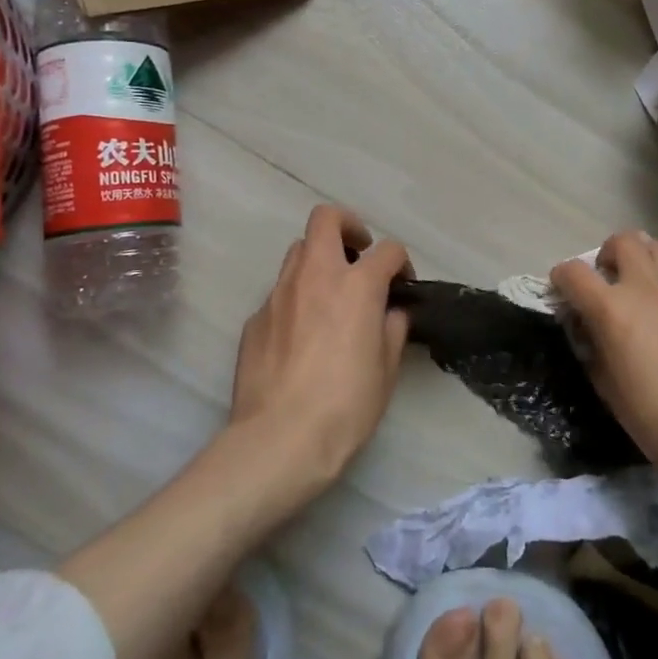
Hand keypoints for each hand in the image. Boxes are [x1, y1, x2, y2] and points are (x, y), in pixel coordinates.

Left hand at [228, 205, 411, 495]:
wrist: (280, 439)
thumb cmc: (345, 405)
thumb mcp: (386, 370)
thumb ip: (392, 330)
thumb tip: (389, 313)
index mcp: (356, 285)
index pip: (387, 249)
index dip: (401, 262)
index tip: (402, 284)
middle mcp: (315, 276)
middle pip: (326, 219)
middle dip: (348, 227)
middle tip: (359, 256)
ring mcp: (279, 293)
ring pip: (298, 251)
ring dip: (319, 261)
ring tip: (329, 296)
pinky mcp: (255, 317)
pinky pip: (280, 292)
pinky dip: (296, 299)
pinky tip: (301, 336)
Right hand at [551, 232, 657, 488]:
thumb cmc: (653, 417)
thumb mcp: (605, 384)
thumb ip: (592, 345)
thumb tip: (590, 328)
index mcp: (612, 309)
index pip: (573, 272)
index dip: (560, 277)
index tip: (561, 291)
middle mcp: (646, 288)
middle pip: (623, 240)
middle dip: (606, 255)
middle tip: (606, 281)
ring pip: (657, 248)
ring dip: (640, 259)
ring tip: (638, 288)